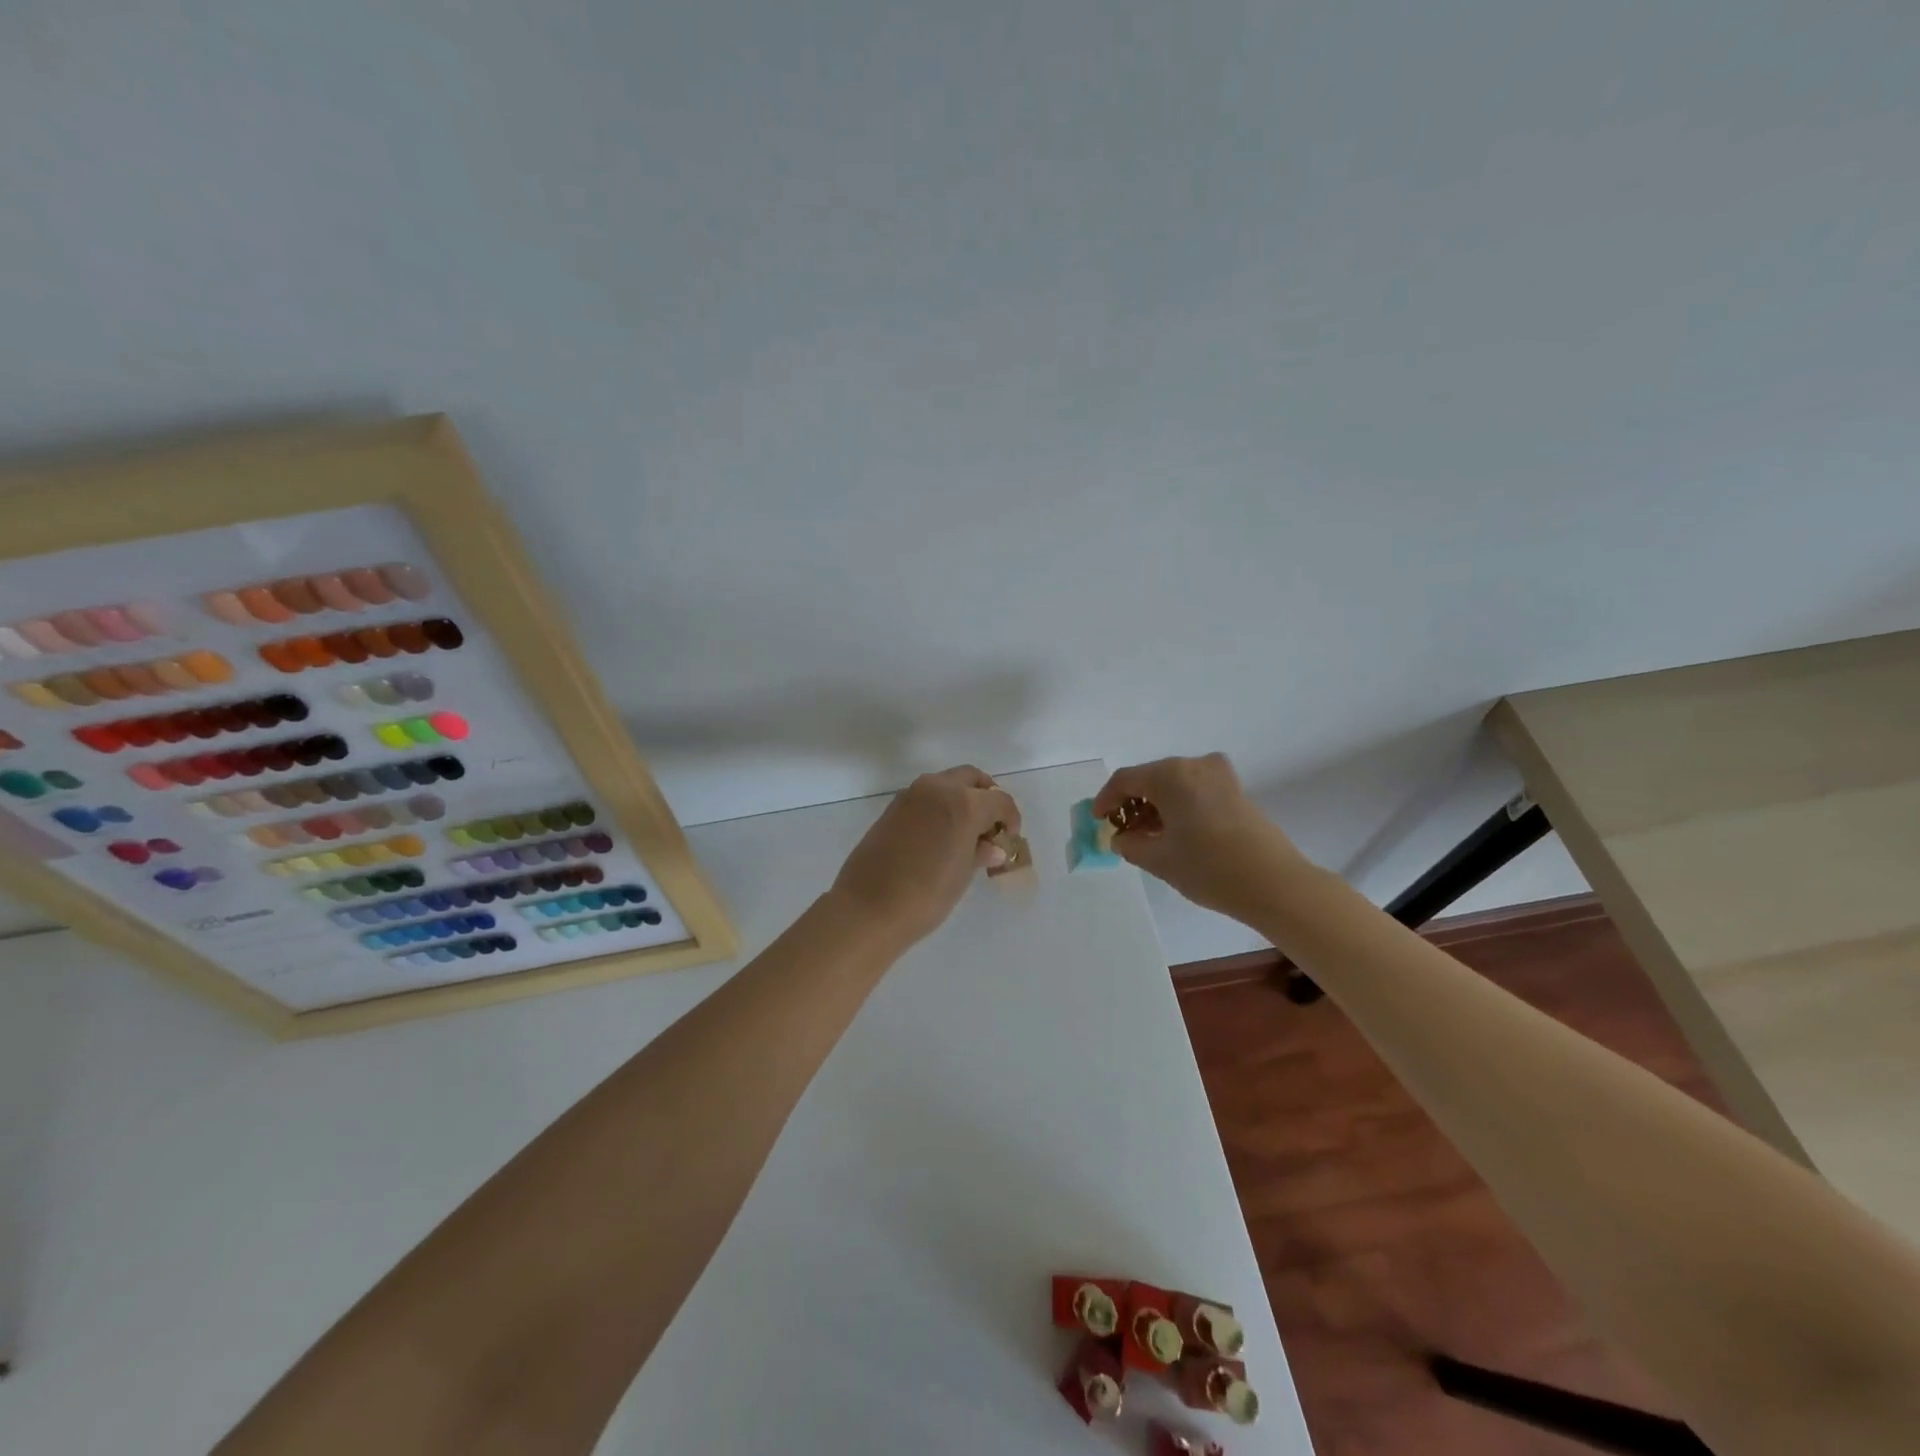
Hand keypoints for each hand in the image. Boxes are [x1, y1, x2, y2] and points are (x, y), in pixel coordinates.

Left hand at [830, 766, 1022, 947]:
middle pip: (972, 779)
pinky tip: (941, 835)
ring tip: (966, 832)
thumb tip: (993, 848)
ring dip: (962, 798)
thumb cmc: (926, 895)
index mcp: (964, 803)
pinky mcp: (893, 807)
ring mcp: (912, 795)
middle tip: (991, 825)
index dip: (1010, 818)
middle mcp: (938, 788)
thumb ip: (980, 852)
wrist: (869, 907)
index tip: (1009, 838)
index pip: (999, 801)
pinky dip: (940, 806)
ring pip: (947, 783)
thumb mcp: (962, 874)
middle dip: (986, 797)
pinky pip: (926, 796)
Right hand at [1093, 754, 1306, 924]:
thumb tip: (1122, 838)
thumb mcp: (1159, 860)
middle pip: (1151, 778)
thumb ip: (1130, 845)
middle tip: (1122, 830)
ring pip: (1175, 784)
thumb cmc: (1208, 868)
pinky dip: (1178, 805)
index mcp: (1170, 775)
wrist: (1274, 883)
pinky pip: (1195, 790)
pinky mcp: (1236, 791)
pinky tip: (1175, 832)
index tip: (1098, 820)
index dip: (1106, 799)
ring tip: (1147, 836)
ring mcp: (1219, 776)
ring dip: (1156, 805)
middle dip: (1132, 802)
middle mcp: (1194, 765)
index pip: (1126, 780)